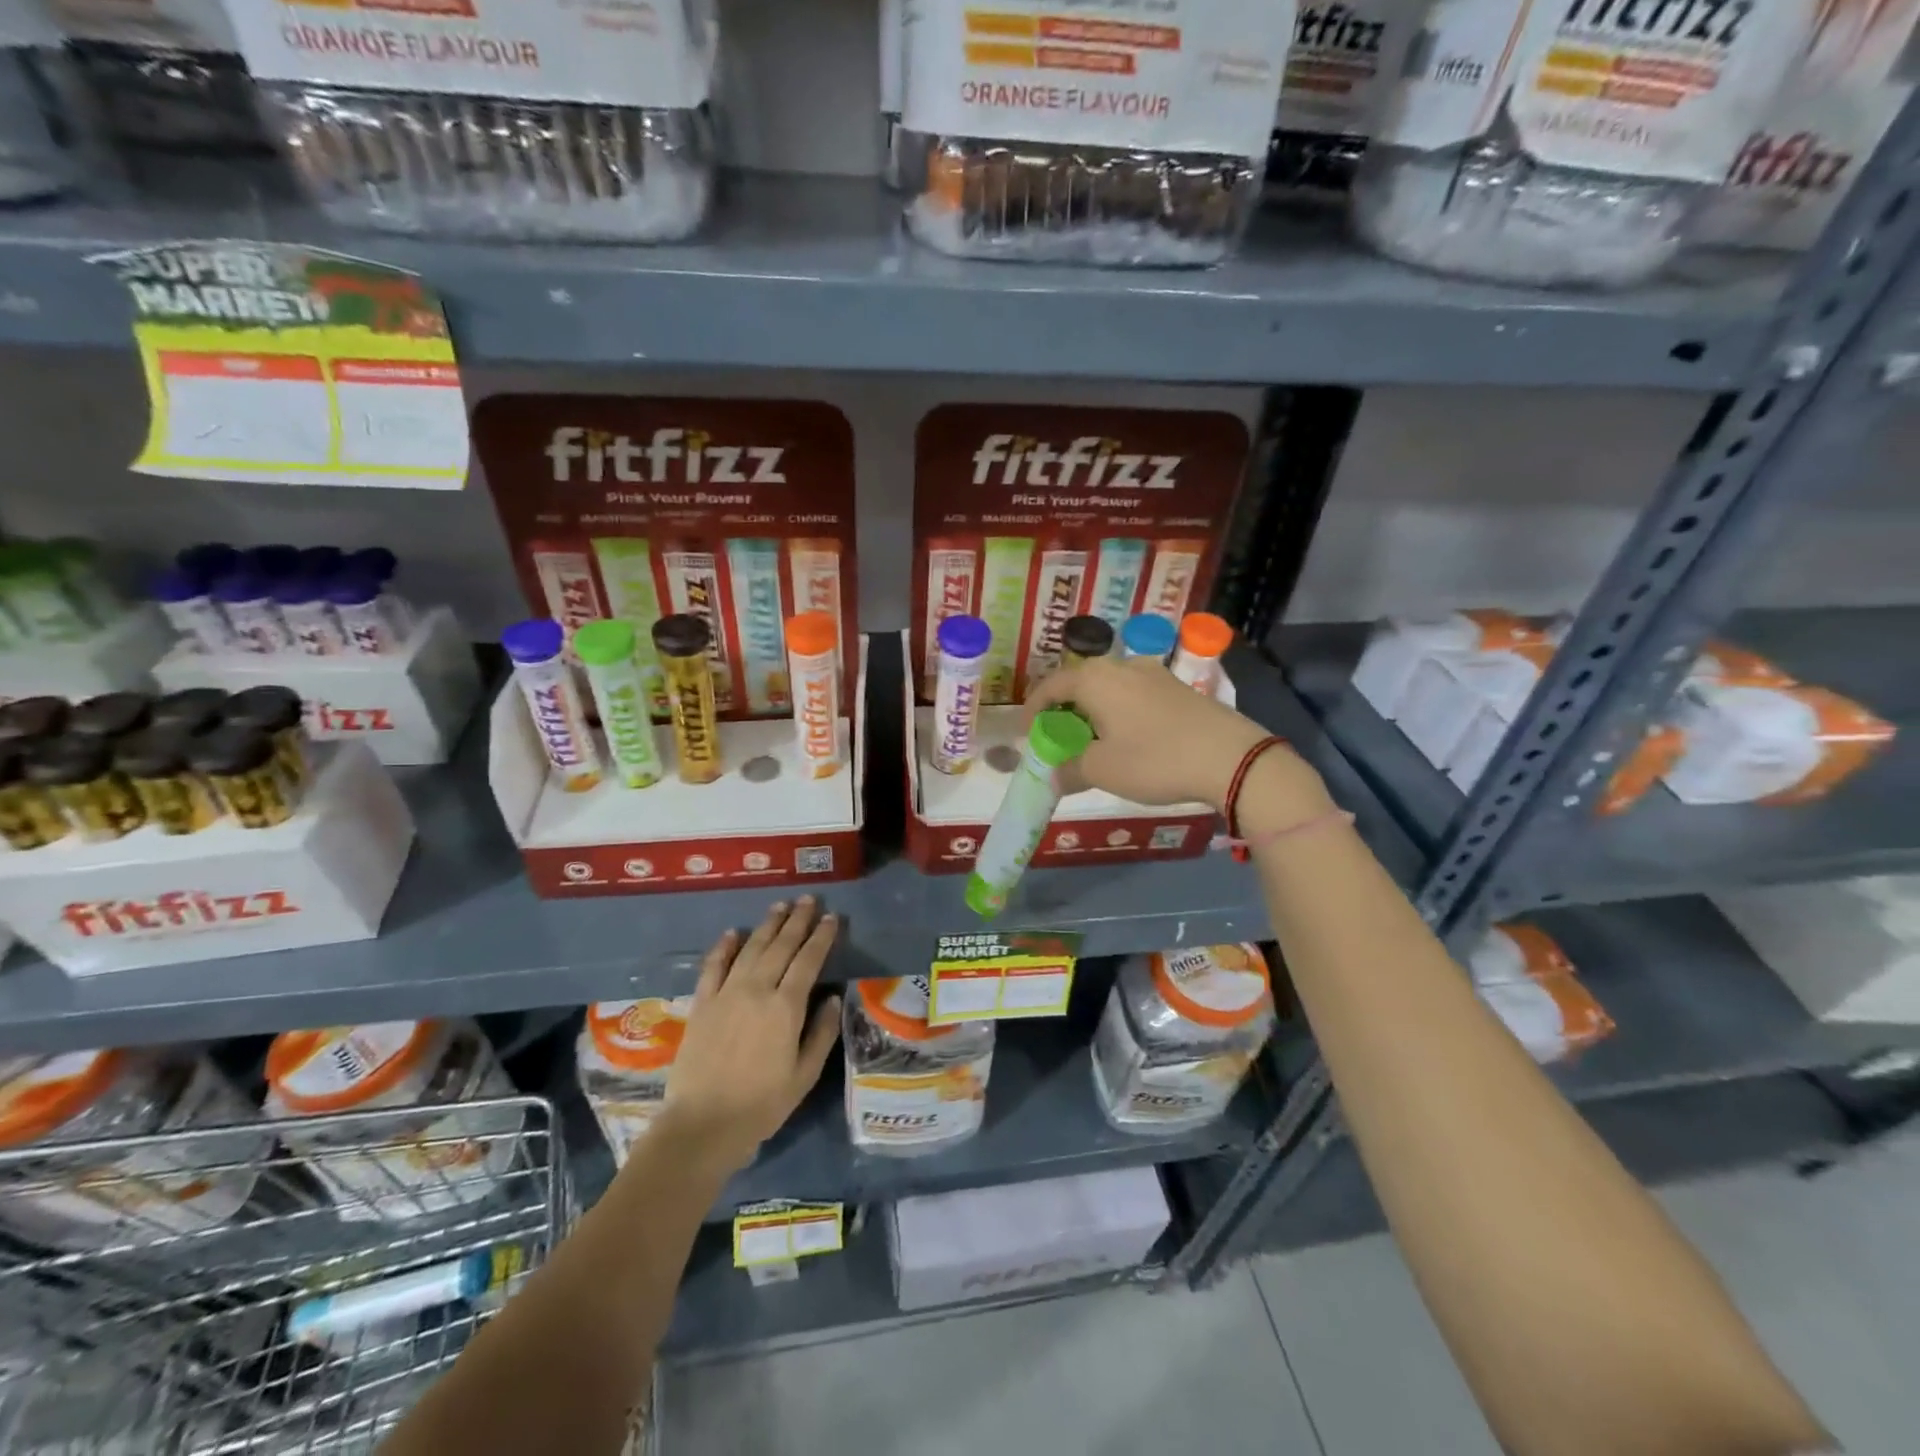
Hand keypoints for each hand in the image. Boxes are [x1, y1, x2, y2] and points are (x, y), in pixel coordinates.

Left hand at [659, 898, 841, 1175]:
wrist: (702, 1125)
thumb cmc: (761, 1105)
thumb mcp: (804, 1074)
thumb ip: (822, 1033)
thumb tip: (834, 998)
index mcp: (786, 1007)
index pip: (808, 960)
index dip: (822, 937)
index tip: (832, 918)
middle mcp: (757, 990)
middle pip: (781, 945)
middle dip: (797, 920)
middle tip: (809, 900)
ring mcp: (726, 994)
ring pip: (751, 948)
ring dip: (768, 924)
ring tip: (781, 905)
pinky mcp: (702, 1004)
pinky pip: (714, 966)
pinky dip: (724, 946)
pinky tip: (733, 932)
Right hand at [1024, 655, 1332, 822]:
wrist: (1231, 757)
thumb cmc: (1155, 760)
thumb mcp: (1102, 770)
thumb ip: (1069, 769)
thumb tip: (1052, 774)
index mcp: (1095, 679)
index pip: (1050, 686)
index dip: (1033, 710)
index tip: (1028, 733)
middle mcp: (1121, 666)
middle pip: (1080, 683)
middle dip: (1063, 710)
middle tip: (1057, 738)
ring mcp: (1153, 673)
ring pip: (1108, 688)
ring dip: (1092, 711)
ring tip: (1091, 740)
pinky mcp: (1177, 687)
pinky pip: (1133, 694)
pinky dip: (1118, 712)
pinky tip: (1126, 737)